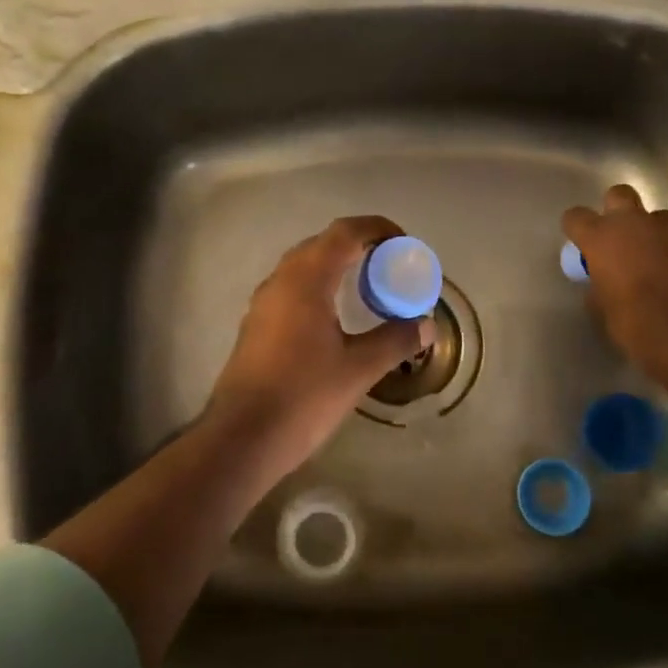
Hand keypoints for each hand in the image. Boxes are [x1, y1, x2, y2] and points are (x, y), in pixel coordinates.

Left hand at [205, 215, 434, 480]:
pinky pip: (292, 289)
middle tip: (389, 263)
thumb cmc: (303, 397)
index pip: (343, 233)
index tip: (403, 242)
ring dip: (335, 265)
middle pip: (321, 244)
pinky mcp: (256, 326)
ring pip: (303, 267)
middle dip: (357, 245)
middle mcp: (280, 282)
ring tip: (366, 285)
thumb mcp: (358, 369)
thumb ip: (394, 341)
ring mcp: (263, 304)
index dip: (376, 228)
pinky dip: (319, 287)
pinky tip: (334, 317)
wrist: (242, 438)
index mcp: (305, 280)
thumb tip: (426, 325)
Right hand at [561, 185, 667, 382]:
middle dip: (617, 211)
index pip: (576, 217)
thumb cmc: (638, 328)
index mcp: (602, 238)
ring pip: (658, 218)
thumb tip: (602, 282)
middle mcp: (636, 223)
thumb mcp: (604, 311)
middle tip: (620, 239)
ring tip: (658, 261)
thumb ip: (599, 285)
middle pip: (619, 195)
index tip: (581, 245)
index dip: (577, 229)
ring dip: (654, 233)